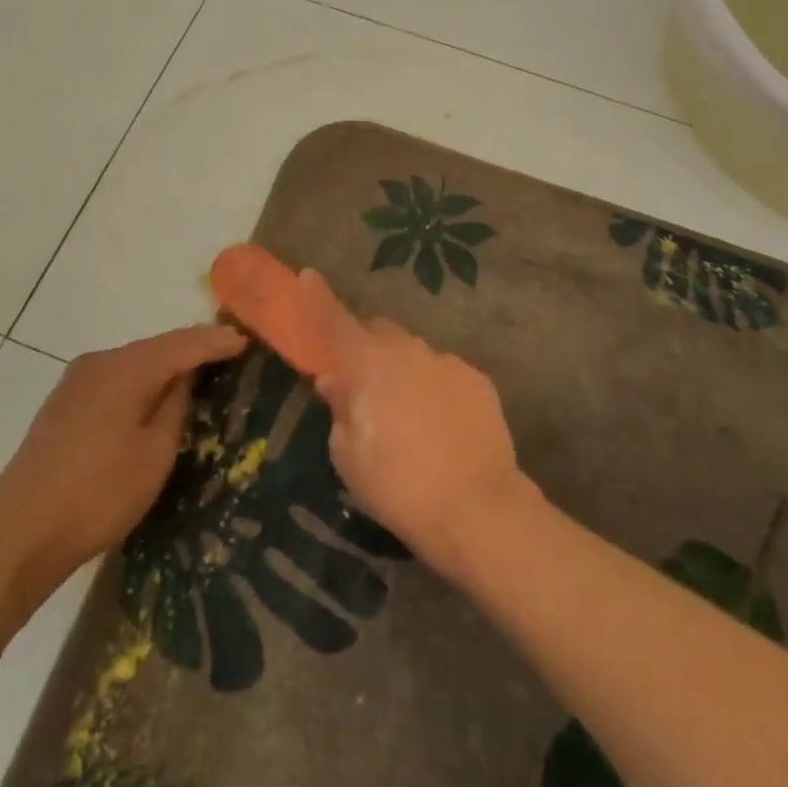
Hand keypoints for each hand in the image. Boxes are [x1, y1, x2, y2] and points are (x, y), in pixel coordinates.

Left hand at [0, 324, 246, 601]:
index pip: (183, 343)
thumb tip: (185, 377)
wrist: (17, 535)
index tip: (246, 340)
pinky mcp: (64, 403)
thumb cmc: (97, 495)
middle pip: (157, 347)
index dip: (216, 341)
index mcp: (125, 368)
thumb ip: (175, 406)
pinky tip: (154, 396)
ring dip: (165, 367)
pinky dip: (141, 381)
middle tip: (228, 354)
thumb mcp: (154, 454)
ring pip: (134, 363)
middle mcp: (99, 362)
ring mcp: (76, 381)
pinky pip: (115, 379)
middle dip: (192, 349)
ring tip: (198, 374)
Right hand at [300, 270, 534, 577]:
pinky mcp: (478, 379)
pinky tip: (442, 426)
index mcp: (369, 365)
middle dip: (366, 349)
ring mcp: (446, 361)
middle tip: (364, 387)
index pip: (335, 322)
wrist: (479, 510)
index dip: (317, 298)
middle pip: (378, 333)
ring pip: (413, 353)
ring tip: (409, 417)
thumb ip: (340, 410)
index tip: (307, 275)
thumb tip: (335, 381)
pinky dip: (435, 387)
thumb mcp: (350, 458)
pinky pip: (444, 372)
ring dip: (402, 371)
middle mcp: (408, 350)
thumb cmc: (400, 488)